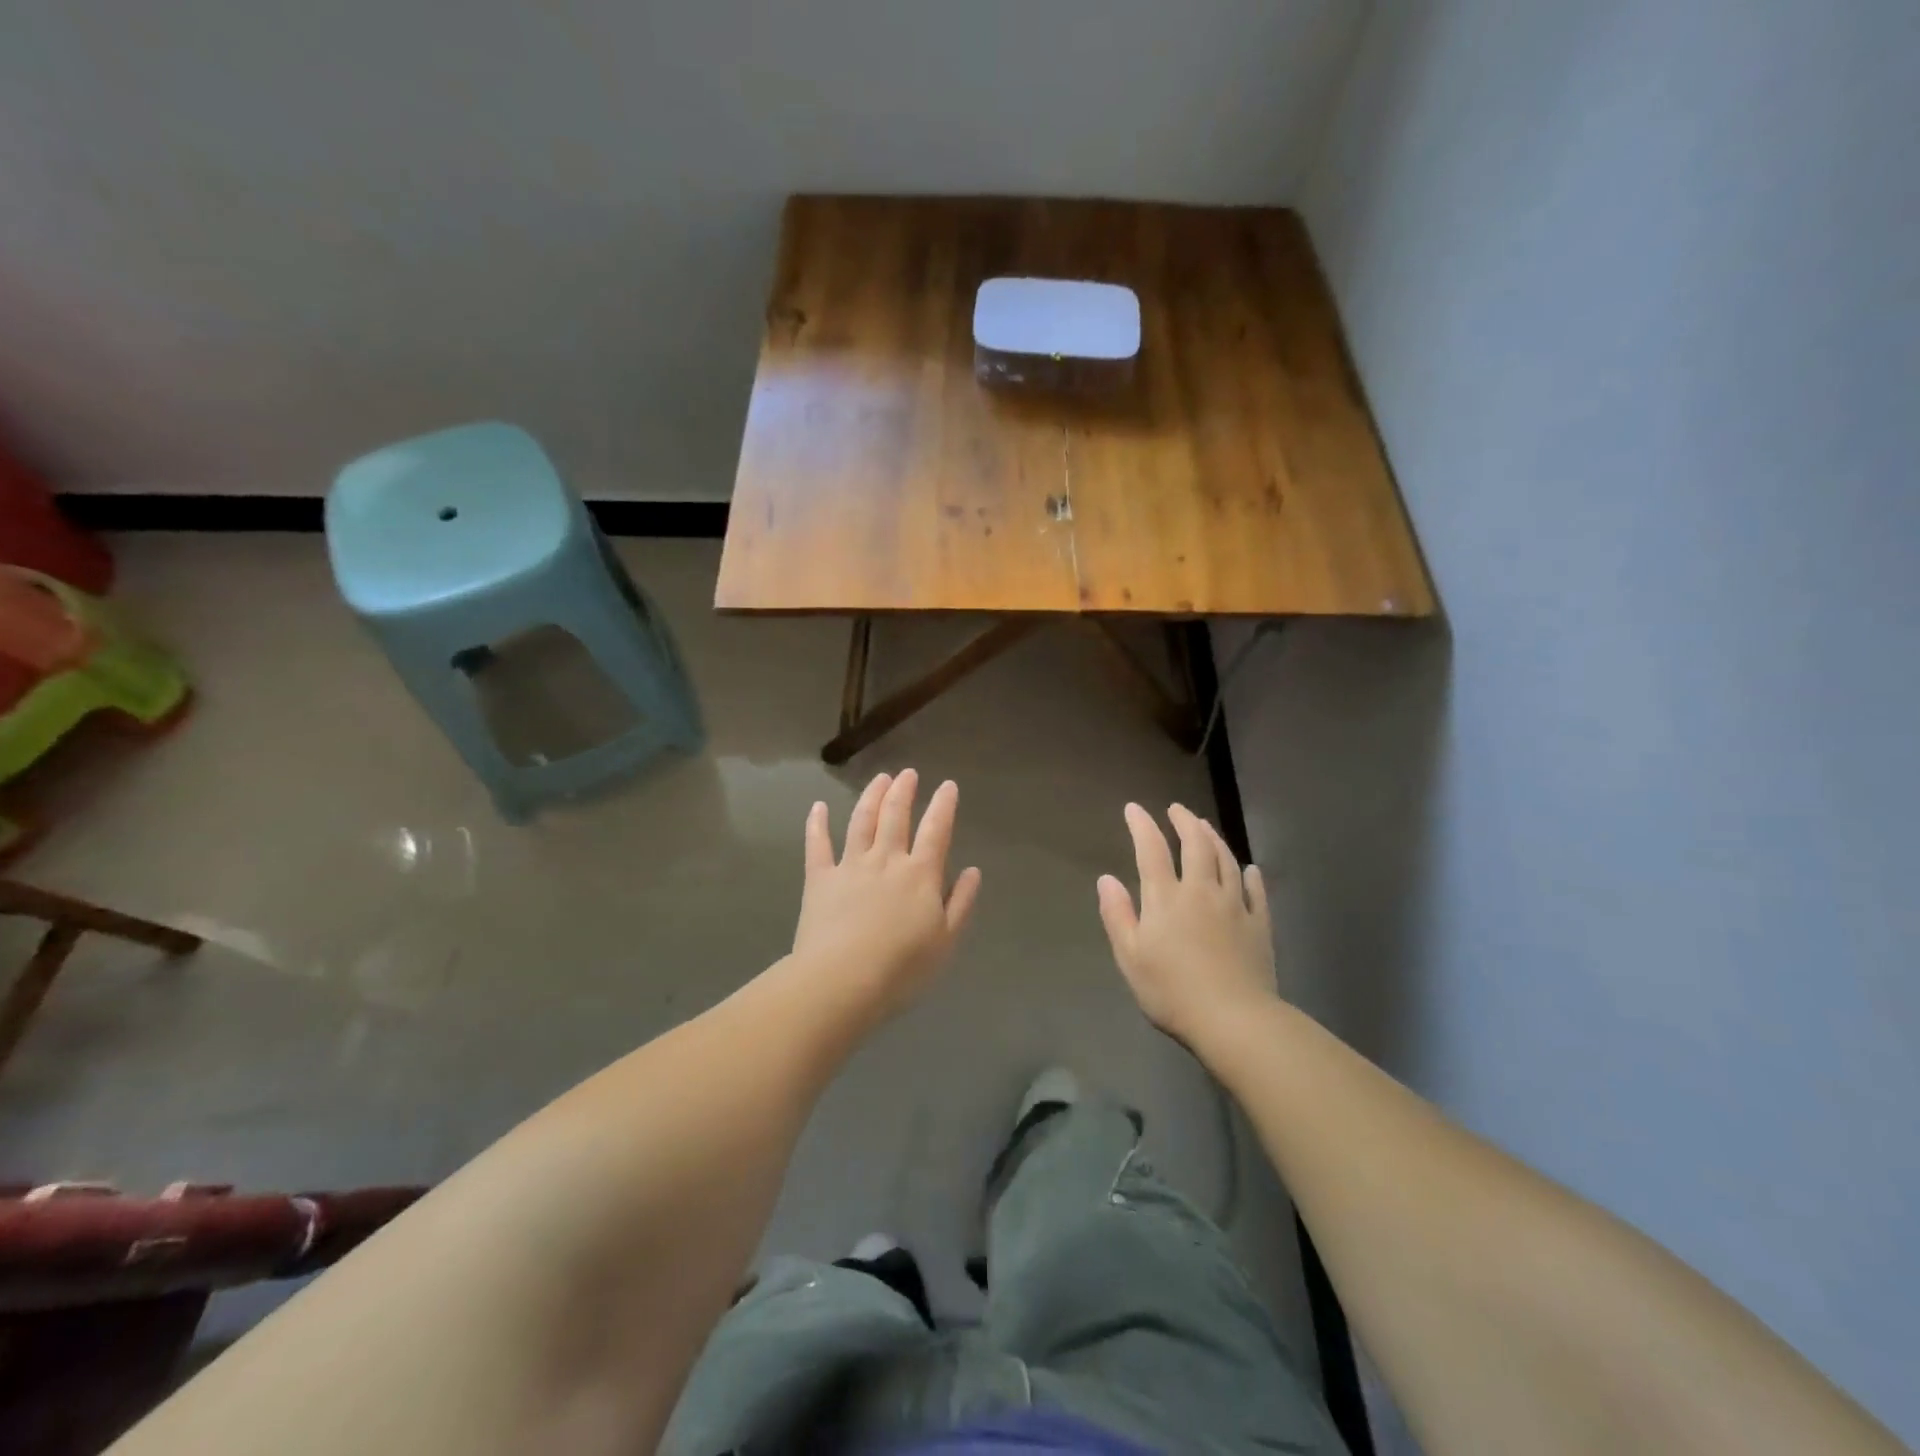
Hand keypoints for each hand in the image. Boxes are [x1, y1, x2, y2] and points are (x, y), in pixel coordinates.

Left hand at [791, 770, 981, 1023]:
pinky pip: (818, 844)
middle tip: (908, 773)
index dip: (943, 805)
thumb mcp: (946, 940)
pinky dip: (817, 823)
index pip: (936, 830)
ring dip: (871, 796)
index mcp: (920, 874)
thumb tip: (972, 871)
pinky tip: (819, 807)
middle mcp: (886, 860)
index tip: (948, 785)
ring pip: (861, 821)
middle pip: (895, 816)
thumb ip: (960, 903)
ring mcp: (850, 865)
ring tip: (880, 778)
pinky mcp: (820, 879)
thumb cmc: (901, 967)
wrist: (842, 980)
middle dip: (904, 791)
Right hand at [1097, 802, 1278, 1047]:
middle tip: (1177, 809)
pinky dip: (1250, 875)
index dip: (1142, 825)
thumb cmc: (1171, 991)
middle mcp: (1201, 891)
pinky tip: (1249, 869)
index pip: (1151, 850)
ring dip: (1214, 839)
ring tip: (1206, 827)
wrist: (1233, 1020)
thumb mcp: (1130, 957)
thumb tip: (1106, 879)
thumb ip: (1117, 914)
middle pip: (1195, 845)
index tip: (1134, 808)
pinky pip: (1256, 891)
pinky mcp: (1259, 925)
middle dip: (1184, 822)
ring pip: (1226, 860)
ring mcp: (1235, 906)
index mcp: (1166, 898)